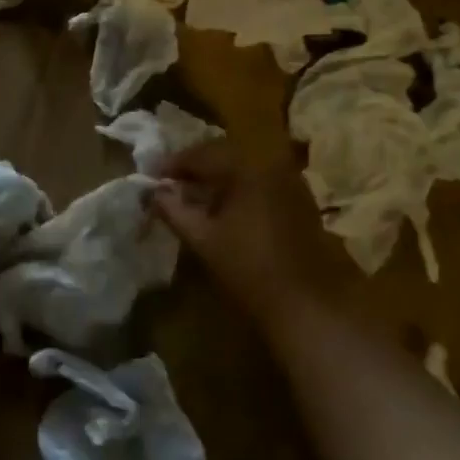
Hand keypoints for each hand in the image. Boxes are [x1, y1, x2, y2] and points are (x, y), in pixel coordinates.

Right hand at [151, 140, 337, 330]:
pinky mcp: (300, 201)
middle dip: (195, 167)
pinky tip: (225, 208)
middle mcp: (271, 165)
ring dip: (218, 177)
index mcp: (246, 168)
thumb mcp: (203, 239)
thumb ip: (174, 210)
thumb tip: (154, 192)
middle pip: (224, 155)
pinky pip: (261, 182)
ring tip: (195, 195)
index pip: (201, 154)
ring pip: (244, 168)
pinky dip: (239, 188)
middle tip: (171, 183)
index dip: (173, 164)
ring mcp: (290, 182)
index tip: (152, 176)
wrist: (307, 305)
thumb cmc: (249, 269)